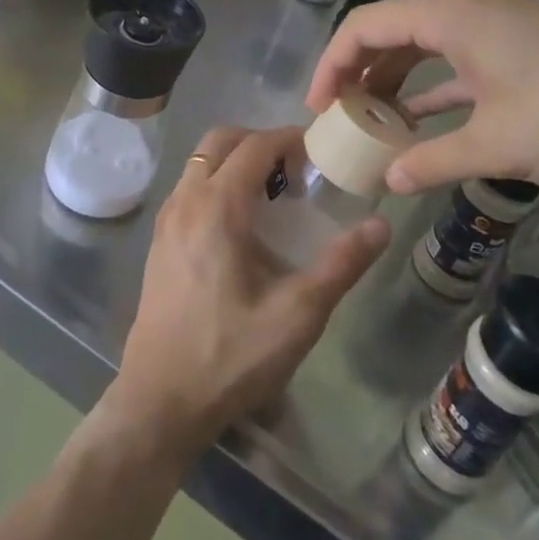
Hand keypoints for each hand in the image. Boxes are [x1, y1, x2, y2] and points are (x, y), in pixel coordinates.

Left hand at [109, 126, 390, 453]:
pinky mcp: (159, 239)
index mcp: (218, 206)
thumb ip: (341, 265)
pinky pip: (189, 186)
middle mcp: (186, 200)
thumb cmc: (231, 356)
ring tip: (272, 194)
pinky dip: (216, 180)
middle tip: (295, 169)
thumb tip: (380, 226)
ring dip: (235, 160)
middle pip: (221, 140)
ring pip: (200, 161)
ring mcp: (167, 218)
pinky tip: (240, 223)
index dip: (289, 139)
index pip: (255, 146)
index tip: (319, 150)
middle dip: (259, 141)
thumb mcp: (297, 315)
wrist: (160, 400)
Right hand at [308, 0, 538, 193]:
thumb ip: (431, 161)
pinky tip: (419, 118)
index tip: (318, 107)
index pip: (364, 27)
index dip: (332, 65)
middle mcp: (464, 5)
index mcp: (448, 14)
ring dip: (395, 79)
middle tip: (340, 115)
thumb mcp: (492, 144)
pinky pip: (454, 53)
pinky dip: (432, 83)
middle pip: (390, 30)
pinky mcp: (515, 38)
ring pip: (422, 42)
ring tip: (374, 120)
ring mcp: (493, 19)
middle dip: (359, 72)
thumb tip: (388, 181)